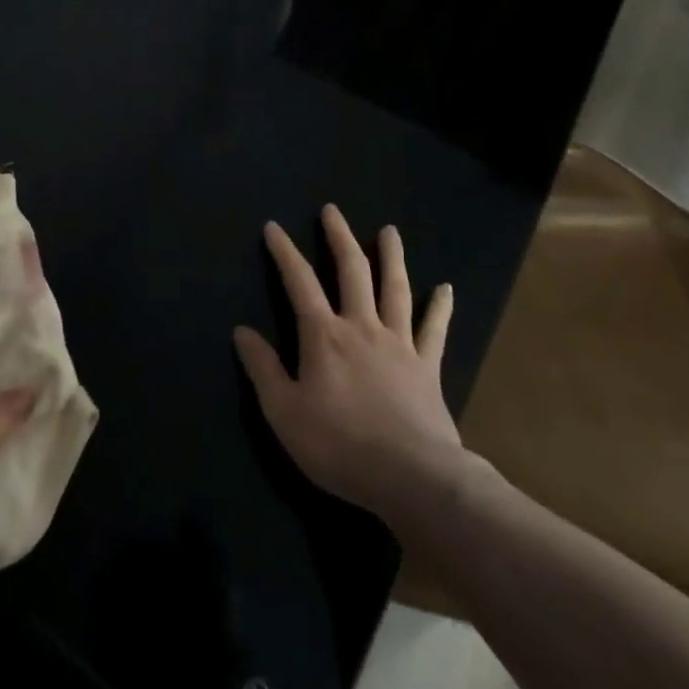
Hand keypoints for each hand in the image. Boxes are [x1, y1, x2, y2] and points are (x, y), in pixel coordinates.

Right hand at [234, 205, 469, 532]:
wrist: (412, 478)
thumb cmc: (340, 445)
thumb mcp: (284, 412)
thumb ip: (263, 369)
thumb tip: (242, 331)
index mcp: (324, 336)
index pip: (300, 282)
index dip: (285, 252)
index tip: (274, 227)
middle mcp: (361, 327)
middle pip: (352, 271)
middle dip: (339, 237)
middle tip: (332, 210)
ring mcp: (400, 344)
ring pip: (395, 289)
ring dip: (391, 257)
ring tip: (389, 231)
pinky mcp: (428, 367)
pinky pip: (435, 330)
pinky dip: (440, 307)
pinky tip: (446, 288)